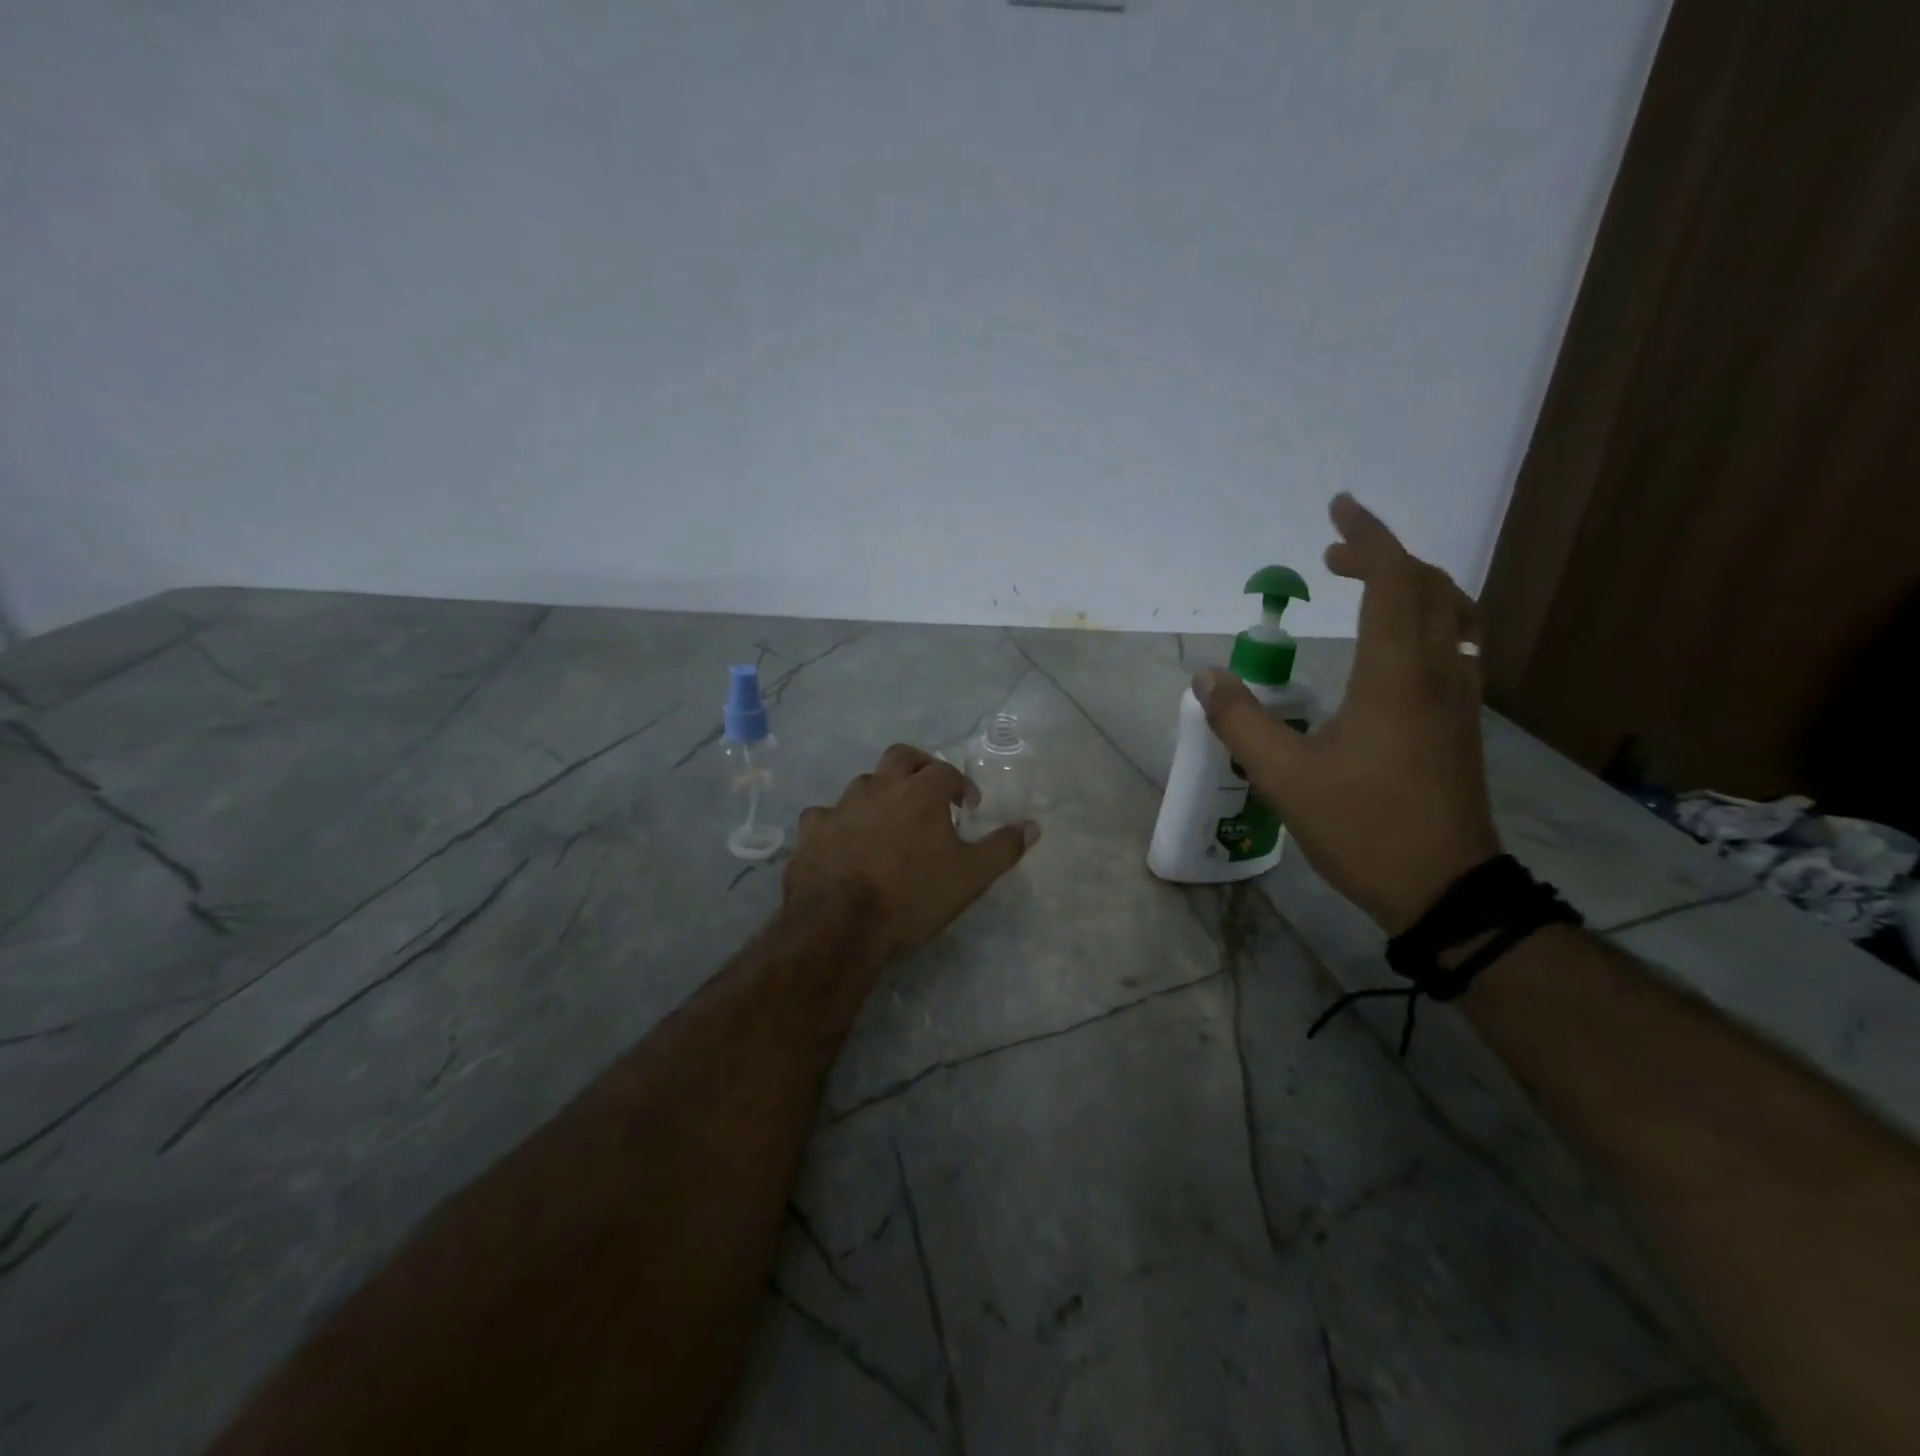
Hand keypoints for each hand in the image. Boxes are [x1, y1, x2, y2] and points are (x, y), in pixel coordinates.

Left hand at [784, 744, 1039, 962]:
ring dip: (879, 793)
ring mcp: (841, 806)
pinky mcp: (811, 830)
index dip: (960, 785)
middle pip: (901, 756)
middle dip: (919, 766)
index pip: (946, 771)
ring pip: (863, 783)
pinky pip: (825, 815)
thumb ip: (1003, 848)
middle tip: (929, 790)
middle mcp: (880, 787)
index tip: (967, 806)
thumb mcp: (971, 877)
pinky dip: (838, 822)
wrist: (841, 922)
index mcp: (921, 792)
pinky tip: (842, 840)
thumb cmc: (913, 895)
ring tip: (889, 821)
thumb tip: (1033, 826)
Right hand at [1194, 494, 1500, 933]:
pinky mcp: (1462, 724)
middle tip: (1334, 554)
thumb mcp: (1284, 777)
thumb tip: (1207, 677)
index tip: (1338, 509)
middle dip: (1383, 556)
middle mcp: (1438, 674)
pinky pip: (1455, 645)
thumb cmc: (1364, 828)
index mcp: (1395, 676)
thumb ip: (1240, 722)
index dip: (1368, 537)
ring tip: (1366, 587)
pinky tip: (1394, 648)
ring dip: (1411, 585)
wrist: (1445, 889)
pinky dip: (1426, 620)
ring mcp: (1459, 699)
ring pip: (1452, 615)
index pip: (1392, 581)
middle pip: (1428, 587)